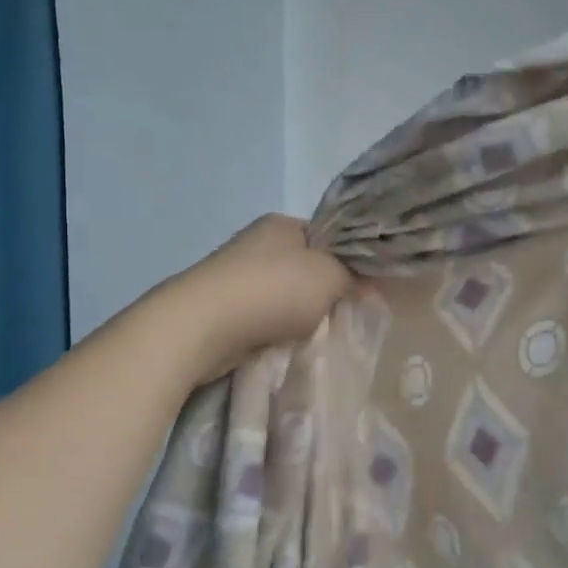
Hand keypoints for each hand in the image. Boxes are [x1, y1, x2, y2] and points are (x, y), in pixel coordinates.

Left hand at [157, 214, 354, 382]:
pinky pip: (264, 317)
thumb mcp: (330, 276)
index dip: (349, 260)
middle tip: (345, 315)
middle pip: (306, 267)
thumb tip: (362, 285)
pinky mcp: (223, 307)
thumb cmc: (273, 290)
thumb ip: (353, 276)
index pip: (327, 236)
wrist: (203, 325)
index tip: (364, 289)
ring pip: (285, 295)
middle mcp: (257, 243)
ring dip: (300, 314)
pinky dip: (277, 330)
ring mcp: (236, 275)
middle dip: (325, 292)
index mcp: (282, 224)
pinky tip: (287, 343)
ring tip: (317, 334)